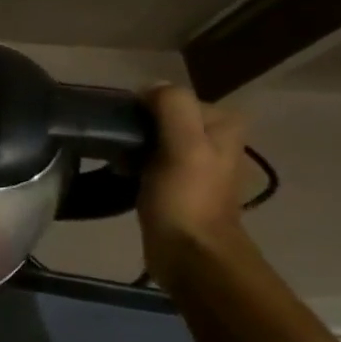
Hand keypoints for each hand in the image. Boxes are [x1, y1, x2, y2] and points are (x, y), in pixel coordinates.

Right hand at [137, 84, 252, 283]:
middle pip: (161, 116)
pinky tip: (122, 175)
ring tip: (117, 161)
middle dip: (137, 127)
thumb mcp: (184, 144)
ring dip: (132, 146)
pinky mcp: (178, 184)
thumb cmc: (186, 197)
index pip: (171, 97)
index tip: (125, 128)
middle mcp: (215, 138)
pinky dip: (133, 163)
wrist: (190, 254)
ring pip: (153, 137)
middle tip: (118, 145)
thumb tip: (149, 87)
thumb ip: (172, 106)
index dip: (144, 108)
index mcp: (223, 124)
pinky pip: (149, 159)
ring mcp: (197, 162)